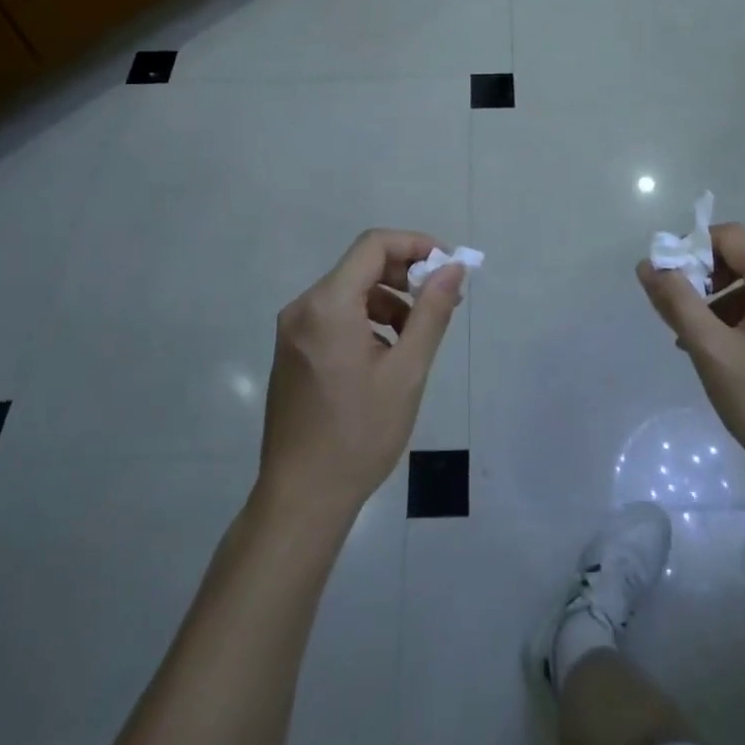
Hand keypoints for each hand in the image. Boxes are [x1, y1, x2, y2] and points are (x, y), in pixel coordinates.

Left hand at [257, 230, 465, 522]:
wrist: (302, 499)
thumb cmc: (359, 434)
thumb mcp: (407, 371)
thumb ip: (432, 312)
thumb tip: (452, 268)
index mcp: (328, 304)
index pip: (374, 245)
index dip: (415, 245)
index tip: (448, 267)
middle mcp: (303, 307)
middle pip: (361, 265)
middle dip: (406, 274)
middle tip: (442, 301)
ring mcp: (293, 330)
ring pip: (350, 291)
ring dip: (389, 300)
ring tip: (418, 335)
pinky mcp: (292, 350)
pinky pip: (335, 315)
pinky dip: (367, 319)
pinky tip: (387, 353)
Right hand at [636, 222, 744, 517]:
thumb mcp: (714, 354)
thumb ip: (677, 303)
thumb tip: (648, 265)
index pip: (729, 236)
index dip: (692, 249)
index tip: (668, 284)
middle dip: (706, 281)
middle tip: (681, 319)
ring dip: (725, 304)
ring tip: (702, 345)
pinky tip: (734, 359)